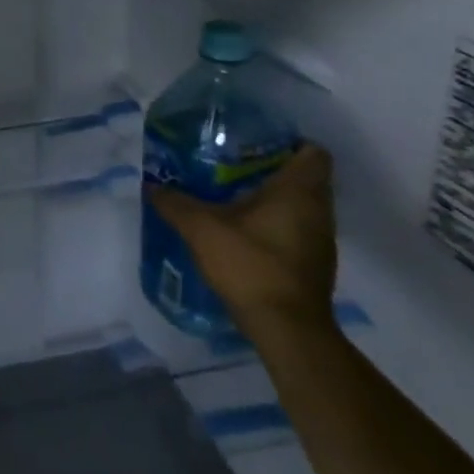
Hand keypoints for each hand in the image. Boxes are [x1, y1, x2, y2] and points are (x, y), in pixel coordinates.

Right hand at [152, 144, 337, 332]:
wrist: (286, 330)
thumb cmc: (251, 265)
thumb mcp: (201, 228)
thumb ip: (175, 203)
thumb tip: (152, 185)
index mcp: (299, 191)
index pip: (313, 152)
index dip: (290, 143)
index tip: (257, 144)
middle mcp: (319, 211)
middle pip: (307, 178)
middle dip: (274, 170)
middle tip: (235, 166)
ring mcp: (322, 240)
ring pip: (303, 206)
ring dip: (276, 200)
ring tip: (235, 197)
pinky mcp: (315, 265)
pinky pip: (299, 230)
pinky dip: (278, 225)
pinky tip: (246, 232)